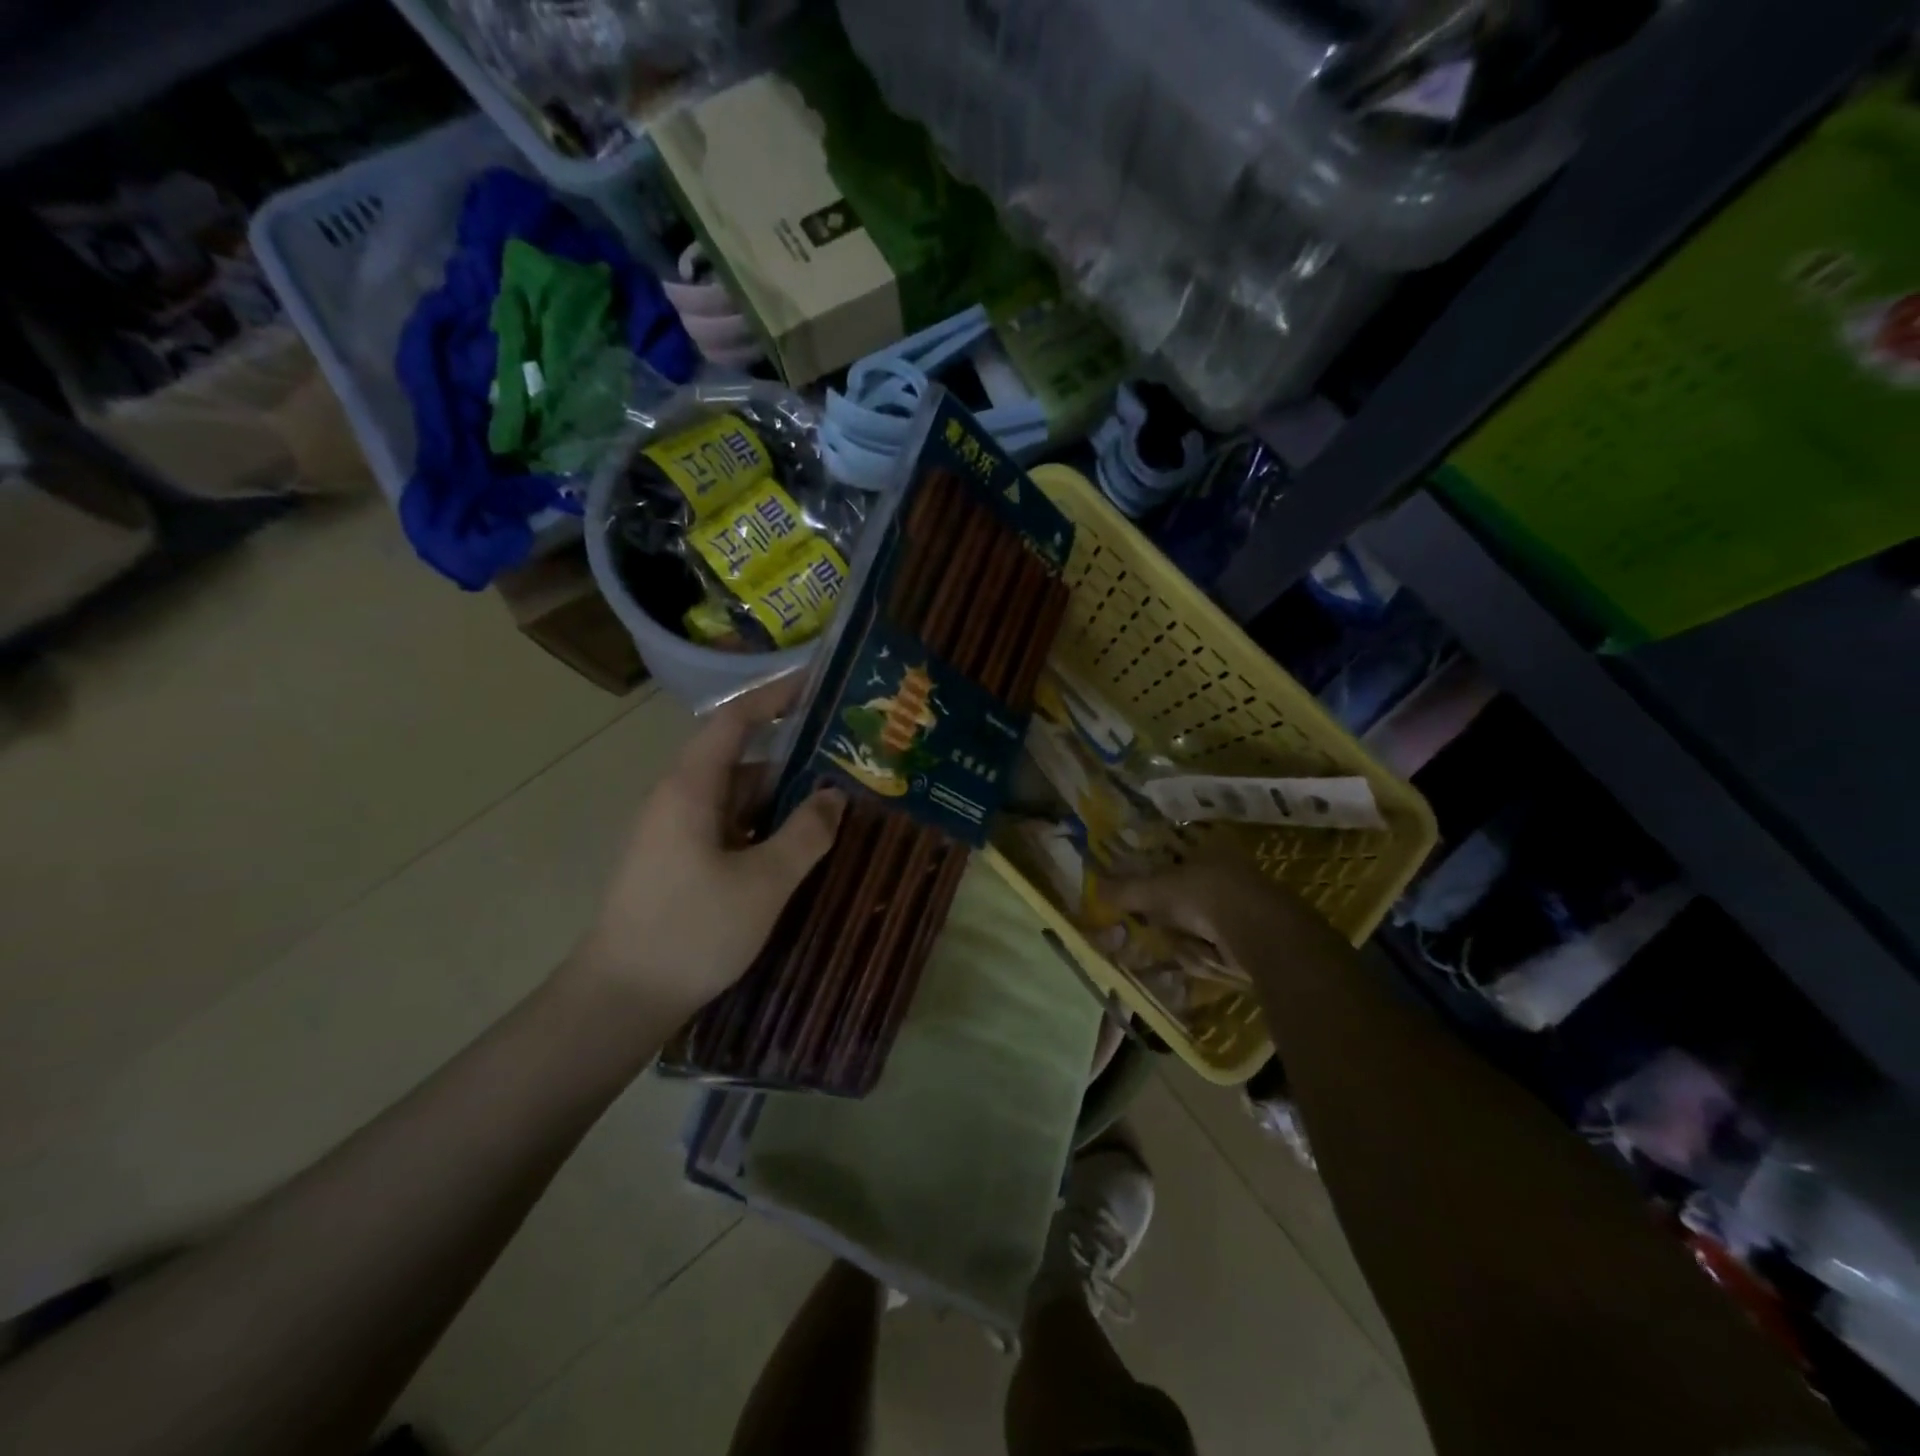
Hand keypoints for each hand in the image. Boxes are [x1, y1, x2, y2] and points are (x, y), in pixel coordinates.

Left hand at [568, 674, 845, 1028]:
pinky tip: (798, 850)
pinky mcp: (679, 864)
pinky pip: (729, 830)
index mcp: (691, 788)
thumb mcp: (764, 882)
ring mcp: (676, 834)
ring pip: (738, 801)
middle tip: (847, 763)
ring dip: (782, 801)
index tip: (817, 686)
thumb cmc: (692, 931)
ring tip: (835, 808)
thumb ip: (806, 834)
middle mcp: (680, 800)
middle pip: (742, 762)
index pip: (735, 721)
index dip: (775, 698)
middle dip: (794, 760)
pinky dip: (765, 830)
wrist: (621, 1000)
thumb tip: (836, 796)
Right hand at [1102, 845, 1346, 976]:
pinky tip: (1198, 957)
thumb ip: (1126, 889)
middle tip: (1148, 925)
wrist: (1260, 934)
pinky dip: (1202, 953)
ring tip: (1174, 944)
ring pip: (1196, 920)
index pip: (1175, 856)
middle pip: (1184, 892)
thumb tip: (1094, 886)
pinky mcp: (1250, 936)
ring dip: (1183, 936)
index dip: (1155, 874)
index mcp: (1208, 849)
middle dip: (1165, 912)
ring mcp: (1241, 904)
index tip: (1138, 897)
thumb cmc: (1205, 895)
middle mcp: (1226, 871)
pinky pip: (1213, 944)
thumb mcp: (1156, 888)